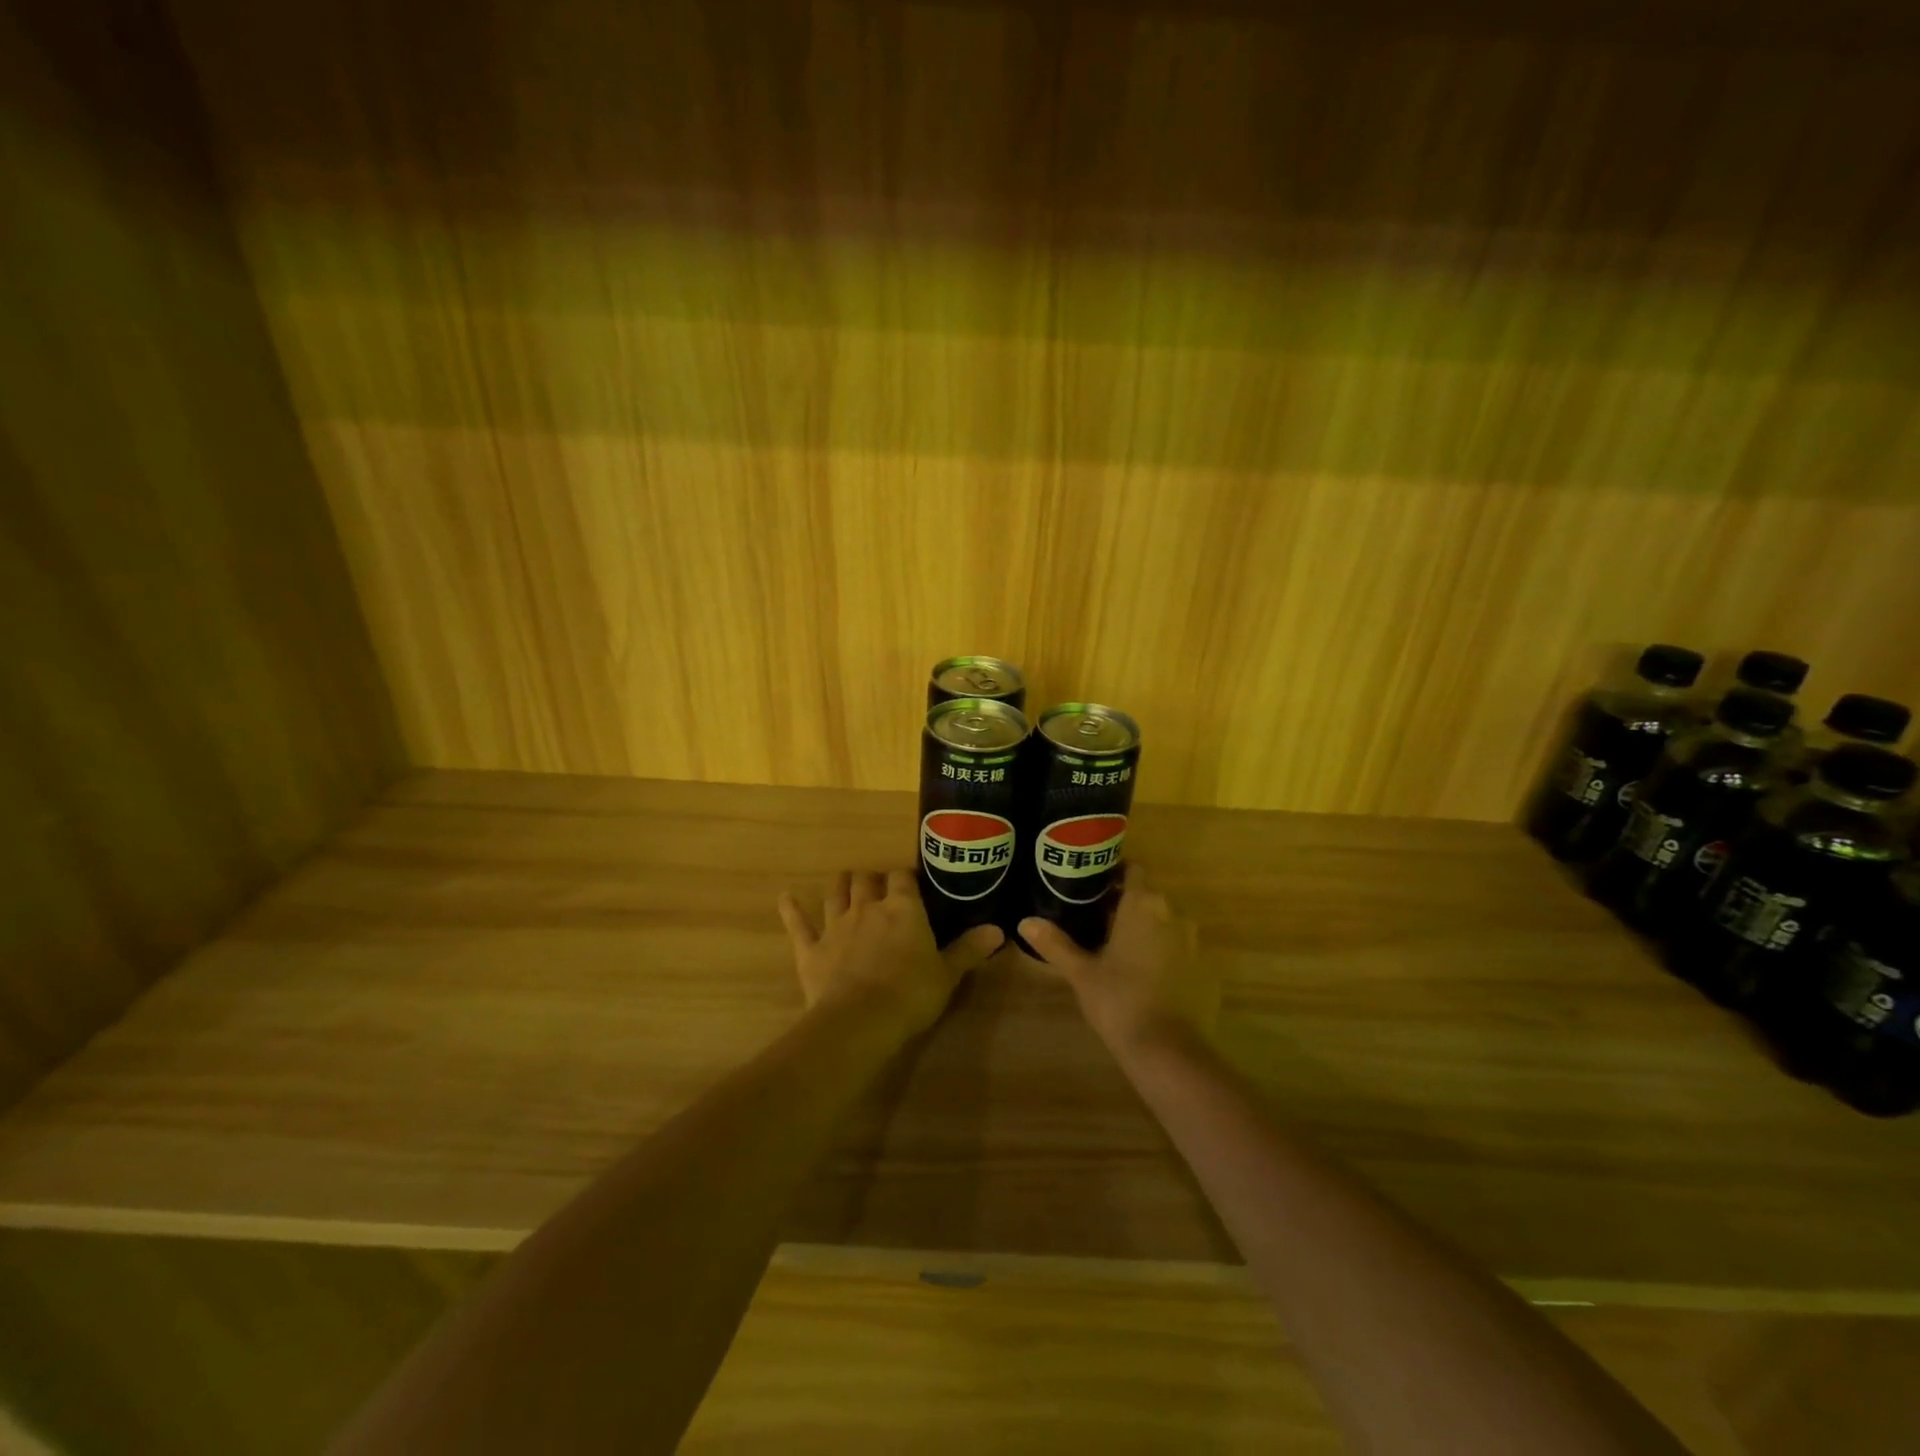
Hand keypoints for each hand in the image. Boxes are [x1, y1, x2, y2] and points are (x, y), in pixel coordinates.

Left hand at [779, 871, 1004, 1045]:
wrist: (860, 1020)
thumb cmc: (911, 994)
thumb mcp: (947, 974)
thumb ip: (969, 950)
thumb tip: (998, 930)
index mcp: (903, 909)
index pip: (903, 878)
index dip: (906, 877)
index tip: (911, 882)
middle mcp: (868, 907)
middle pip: (866, 880)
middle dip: (871, 879)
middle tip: (878, 886)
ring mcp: (836, 925)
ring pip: (835, 893)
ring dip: (840, 885)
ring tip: (845, 881)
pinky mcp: (811, 948)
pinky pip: (798, 924)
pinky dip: (791, 910)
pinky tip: (785, 898)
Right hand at [1019, 866, 1214, 1056]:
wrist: (1167, 1049)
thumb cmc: (1119, 1000)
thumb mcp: (1081, 971)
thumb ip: (1055, 943)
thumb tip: (1025, 922)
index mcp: (1142, 905)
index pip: (1133, 870)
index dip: (1115, 873)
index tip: (1093, 885)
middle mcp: (1173, 914)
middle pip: (1148, 896)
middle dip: (1125, 903)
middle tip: (1095, 918)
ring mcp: (1192, 942)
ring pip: (1164, 922)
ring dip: (1145, 928)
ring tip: (1116, 946)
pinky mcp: (1203, 968)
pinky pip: (1178, 947)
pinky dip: (1162, 952)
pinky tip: (1142, 973)